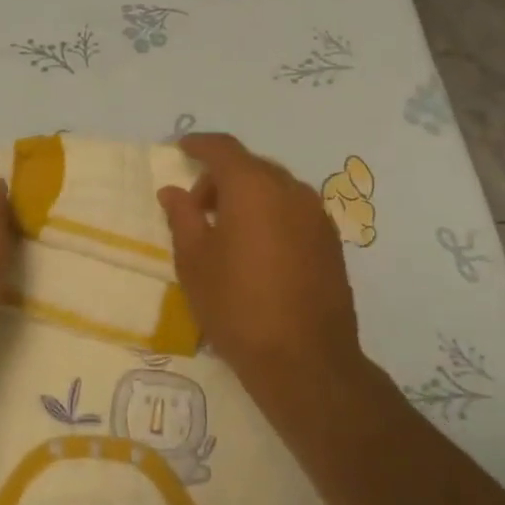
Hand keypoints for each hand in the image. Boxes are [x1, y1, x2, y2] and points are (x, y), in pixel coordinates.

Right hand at [158, 133, 365, 396]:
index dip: (199, 145)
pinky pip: (294, 212)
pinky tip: (257, 251)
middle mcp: (291, 191)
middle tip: (197, 210)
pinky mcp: (331, 242)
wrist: (304, 359)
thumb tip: (173, 191)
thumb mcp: (194, 261)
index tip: (180, 149)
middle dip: (221, 179)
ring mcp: (317, 216)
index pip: (223, 149)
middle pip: (251, 167)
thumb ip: (182, 217)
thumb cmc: (236, 306)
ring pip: (275, 189)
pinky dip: (271, 215)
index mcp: (253, 188)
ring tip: (227, 234)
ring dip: (248, 198)